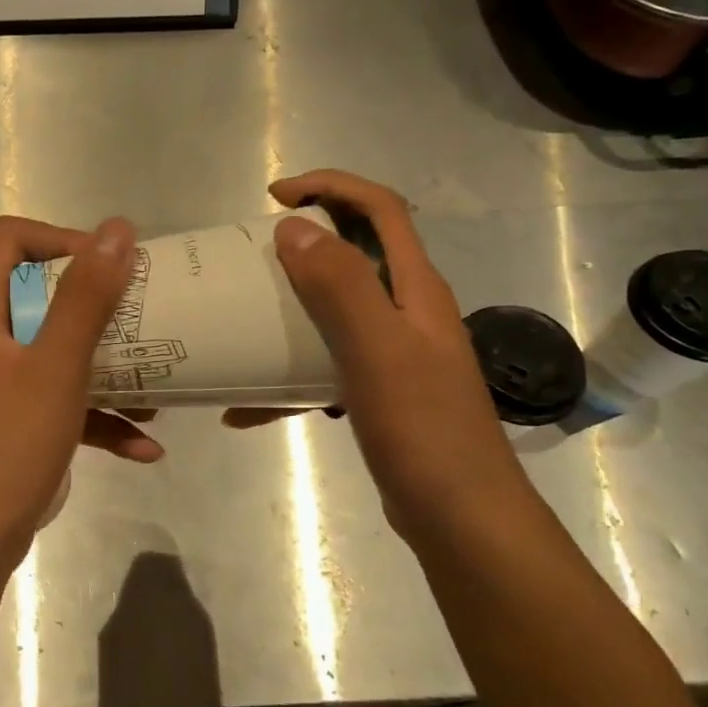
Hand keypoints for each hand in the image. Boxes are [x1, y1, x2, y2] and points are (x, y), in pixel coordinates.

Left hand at [0, 216, 158, 565]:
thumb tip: (117, 228)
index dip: (61, 239)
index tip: (109, 266)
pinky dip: (96, 417)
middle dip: (97, 307)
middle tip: (144, 316)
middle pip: (39, 295)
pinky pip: (56, 402)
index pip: (9, 240)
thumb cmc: (7, 445)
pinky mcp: (10, 423)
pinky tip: (145, 447)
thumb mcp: (56, 366)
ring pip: (54, 353)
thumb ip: (86, 297)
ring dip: (106, 366)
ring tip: (157, 383)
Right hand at [230, 171, 528, 544]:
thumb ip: (340, 286)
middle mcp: (409, 312)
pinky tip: (248, 408)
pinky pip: (327, 367)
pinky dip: (290, 378)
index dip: (332, 187)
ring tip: (246, 318)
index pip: (381, 210)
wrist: (461, 519)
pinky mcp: (380, 393)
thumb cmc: (423, 430)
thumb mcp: (378, 350)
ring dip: (293, 307)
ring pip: (338, 311)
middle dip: (306, 241)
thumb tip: (295, 228)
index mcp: (416, 290)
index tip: (276, 197)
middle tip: (254, 256)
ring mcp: (396, 355)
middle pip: (358, 254)